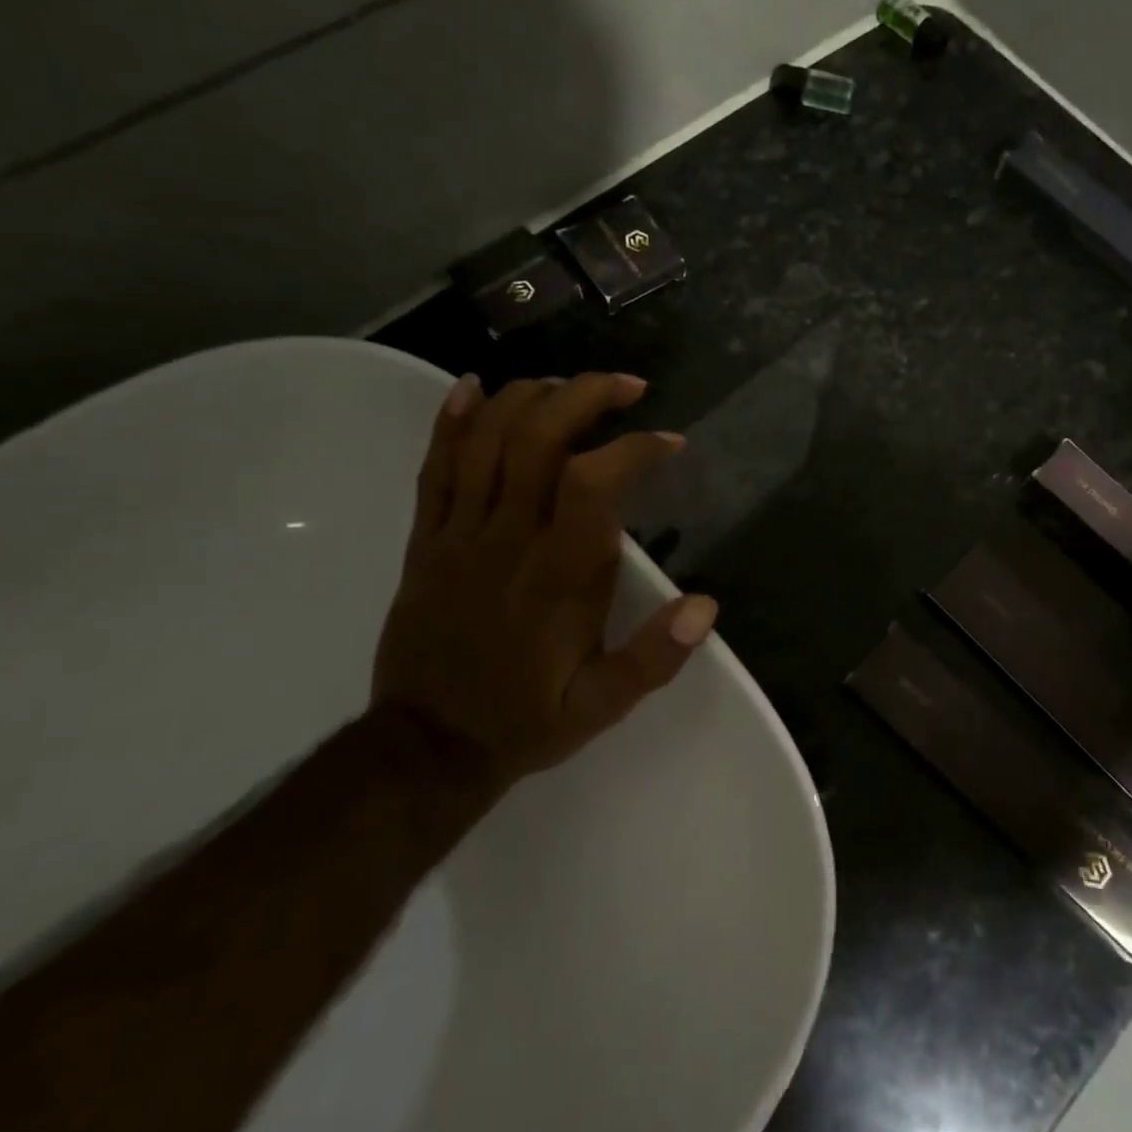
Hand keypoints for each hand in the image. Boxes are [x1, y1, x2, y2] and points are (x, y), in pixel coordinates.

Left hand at [370, 372, 717, 790]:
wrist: (428, 747)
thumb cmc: (526, 719)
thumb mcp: (602, 705)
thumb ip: (654, 658)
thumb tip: (706, 605)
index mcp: (559, 575)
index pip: (595, 483)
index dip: (634, 448)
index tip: (668, 441)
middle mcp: (508, 540)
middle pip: (538, 440)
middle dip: (585, 397)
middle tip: (627, 385)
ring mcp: (459, 536)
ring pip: (486, 442)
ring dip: (529, 398)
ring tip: (568, 383)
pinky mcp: (426, 542)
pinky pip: (433, 470)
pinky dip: (452, 423)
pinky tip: (473, 387)